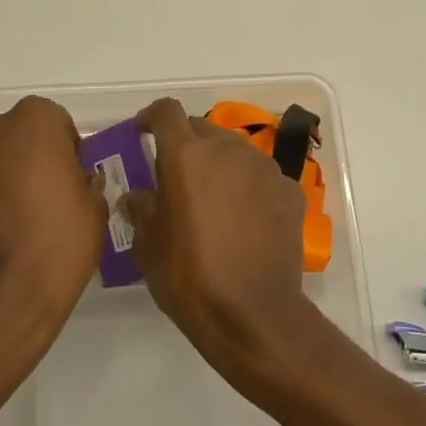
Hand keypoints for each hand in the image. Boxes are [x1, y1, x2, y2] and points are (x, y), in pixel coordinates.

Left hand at [0, 96, 105, 343]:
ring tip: (3, 218)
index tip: (67, 175)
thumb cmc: (59, 243)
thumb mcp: (93, 208)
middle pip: (8, 134)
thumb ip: (83, 181)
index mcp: (32, 123)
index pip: (50, 119)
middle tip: (35, 194)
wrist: (3, 299)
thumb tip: (74, 181)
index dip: (61, 146)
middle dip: (20, 155)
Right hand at [123, 98, 315, 377]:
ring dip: (219, 164)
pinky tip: (245, 219)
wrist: (254, 314)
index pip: (166, 111)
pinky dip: (249, 187)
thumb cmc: (189, 276)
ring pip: (234, 150)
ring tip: (213, 199)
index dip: (152, 117)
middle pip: (202, 129)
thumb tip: (135, 196)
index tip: (144, 132)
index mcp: (186, 155)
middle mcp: (227, 148)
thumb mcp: (148, 246)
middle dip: (186, 144)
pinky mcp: (290, 189)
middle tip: (176, 175)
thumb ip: (140, 209)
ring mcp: (263, 167)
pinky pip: (261, 176)